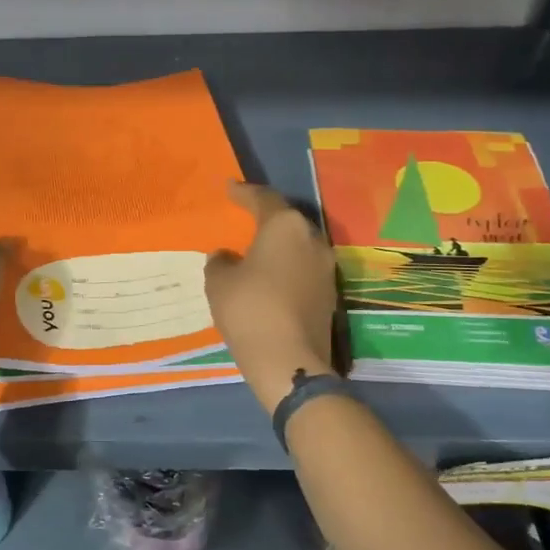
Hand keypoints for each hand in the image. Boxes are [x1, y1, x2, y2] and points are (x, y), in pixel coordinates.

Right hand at [204, 182, 337, 411]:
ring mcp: (326, 269)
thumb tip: (226, 256)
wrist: (289, 361)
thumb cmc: (249, 309)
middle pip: (287, 221)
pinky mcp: (330, 296)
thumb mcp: (220, 282)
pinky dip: (286, 269)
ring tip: (255, 251)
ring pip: (298, 247)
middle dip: (265, 219)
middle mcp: (312, 240)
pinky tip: (269, 279)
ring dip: (278, 247)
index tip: (229, 188)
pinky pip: (303, 271)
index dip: (243, 193)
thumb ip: (220, 262)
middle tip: (244, 218)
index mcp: (285, 226)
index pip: (263, 199)